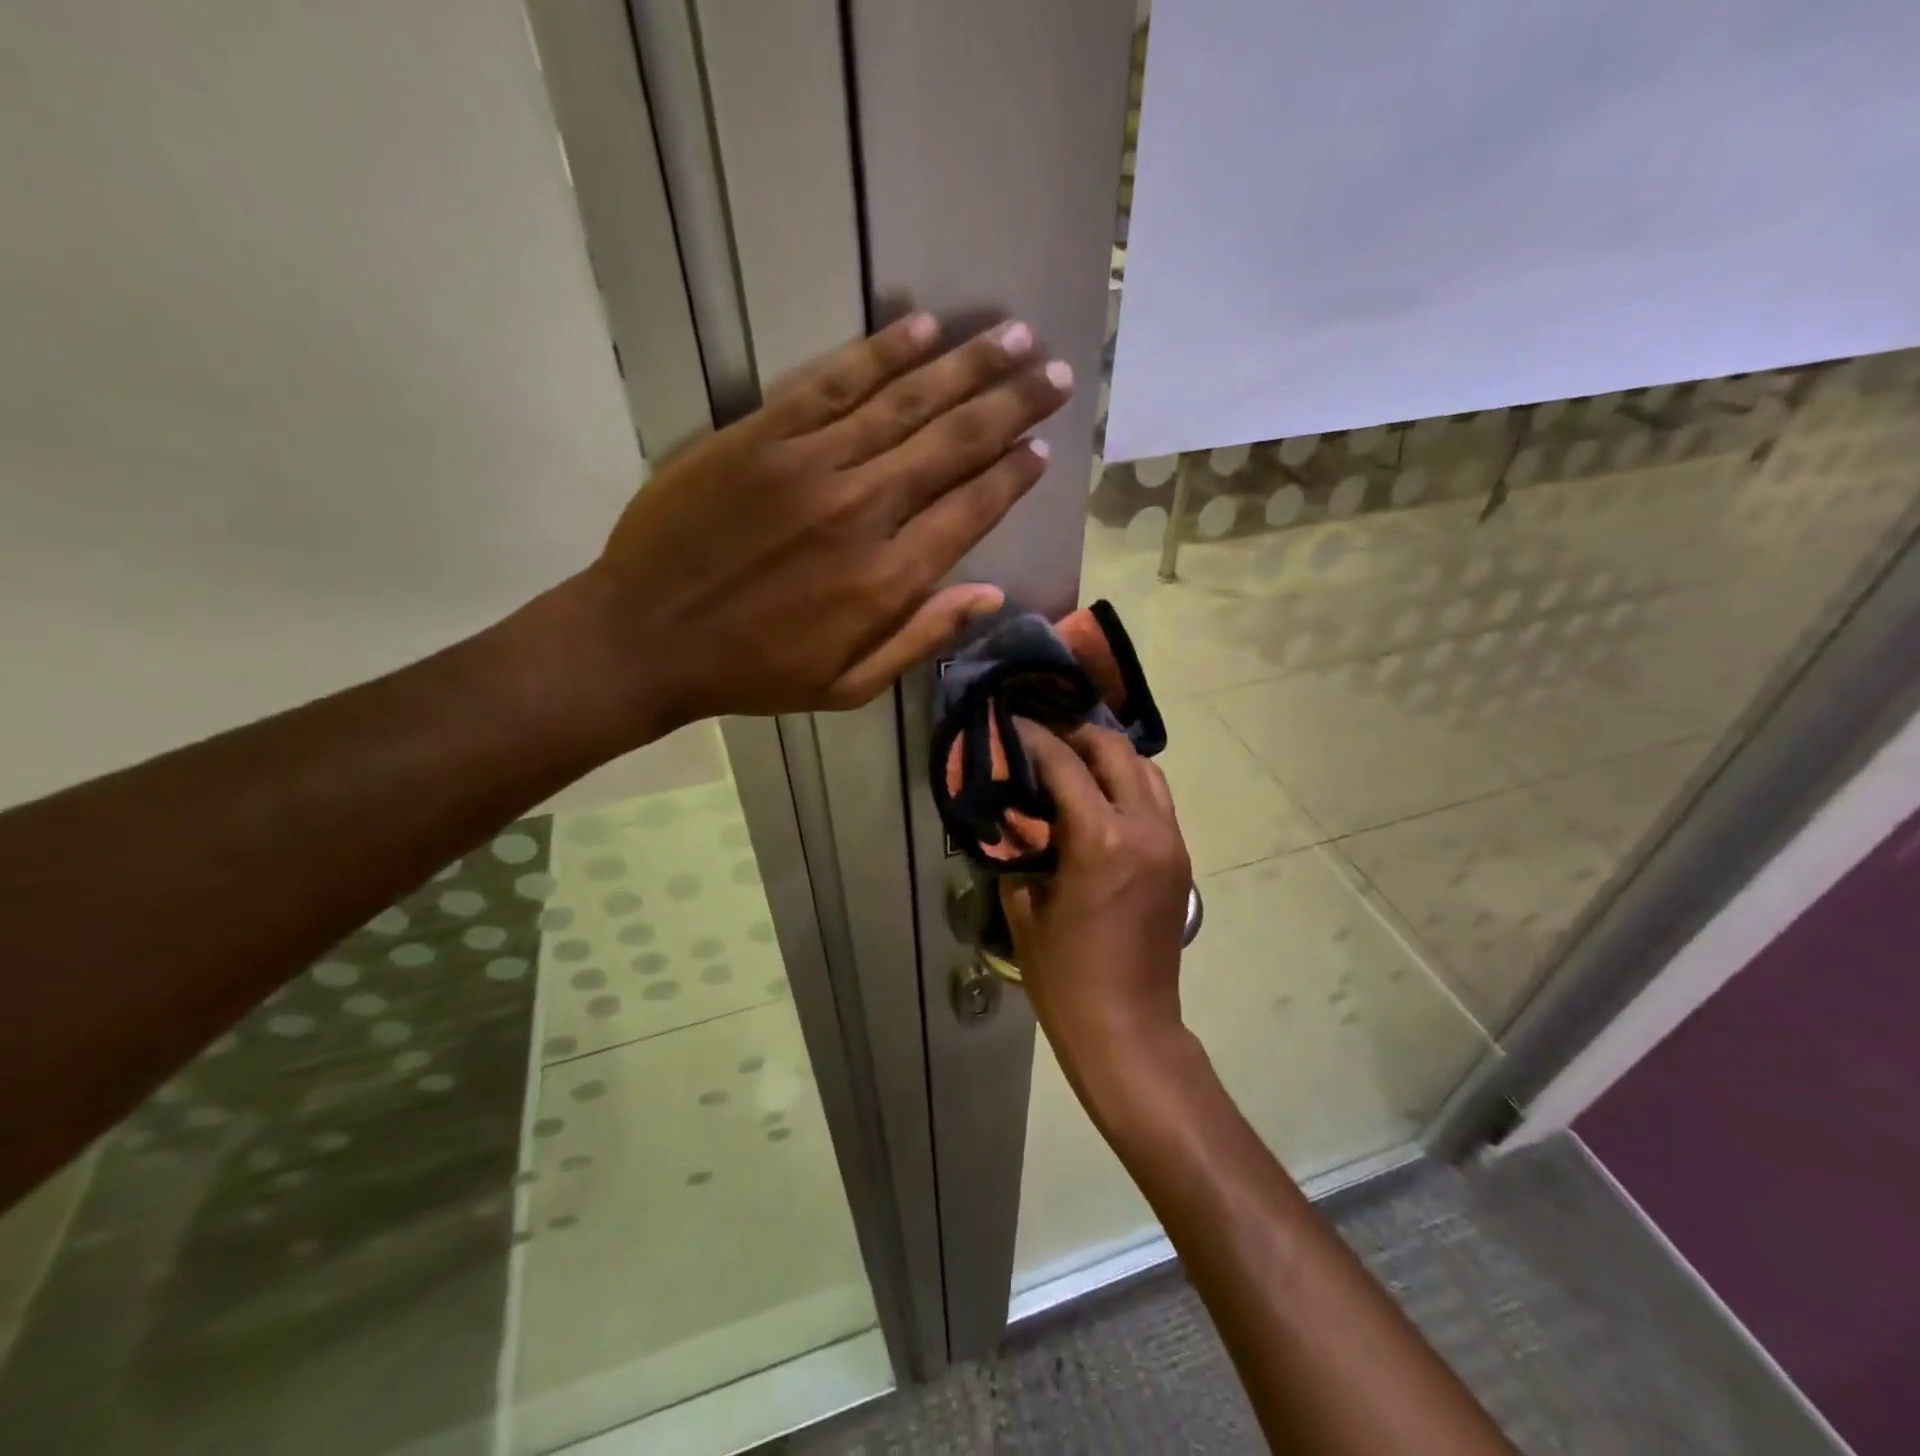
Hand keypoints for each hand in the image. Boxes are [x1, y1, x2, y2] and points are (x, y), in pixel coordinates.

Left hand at [568, 314, 1071, 738]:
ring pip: (905, 401)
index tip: (1044, 447)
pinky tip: (924, 330)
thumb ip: (923, 637)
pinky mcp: (761, 435)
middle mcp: (863, 510)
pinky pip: (833, 383)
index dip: (1014, 475)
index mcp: (888, 579)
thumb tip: (992, 595)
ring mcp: (811, 464)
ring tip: (1016, 336)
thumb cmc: (755, 671)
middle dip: (1013, 405)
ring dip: (967, 366)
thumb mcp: (849, 685)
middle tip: (1056, 373)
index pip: (972, 508)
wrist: (647, 636)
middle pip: (953, 443)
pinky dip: (882, 353)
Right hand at [1000, 721, 1192, 1096]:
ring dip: (1108, 758)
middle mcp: (1144, 827)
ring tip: (1071, 763)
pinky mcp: (1180, 858)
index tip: (1009, 723)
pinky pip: (1157, 800)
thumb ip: (1018, 848)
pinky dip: (1127, 785)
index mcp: (1100, 838)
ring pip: (1145, 770)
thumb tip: (1011, 812)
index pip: (1064, 763)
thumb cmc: (1065, 975)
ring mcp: (1171, 841)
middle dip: (1076, 735)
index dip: (1033, 737)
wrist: (1128, 1027)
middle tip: (1041, 738)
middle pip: (1115, 750)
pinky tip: (1097, 799)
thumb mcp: (1024, 907)